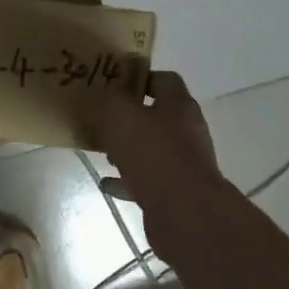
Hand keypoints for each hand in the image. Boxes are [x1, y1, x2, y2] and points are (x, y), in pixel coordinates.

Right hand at [100, 71, 219, 203]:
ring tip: (103, 152)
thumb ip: (109, 102)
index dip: (139, 78)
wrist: (183, 211)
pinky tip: (107, 183)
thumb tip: (103, 99)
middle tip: (102, 120)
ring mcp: (183, 163)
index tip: (113, 84)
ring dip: (127, 150)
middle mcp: (187, 131)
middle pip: (156, 116)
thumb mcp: (120, 117)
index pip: (164, 80)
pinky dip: (127, 180)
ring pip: (151, 149)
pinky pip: (146, 179)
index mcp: (179, 106)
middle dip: (129, 118)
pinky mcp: (176, 191)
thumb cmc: (153, 154)